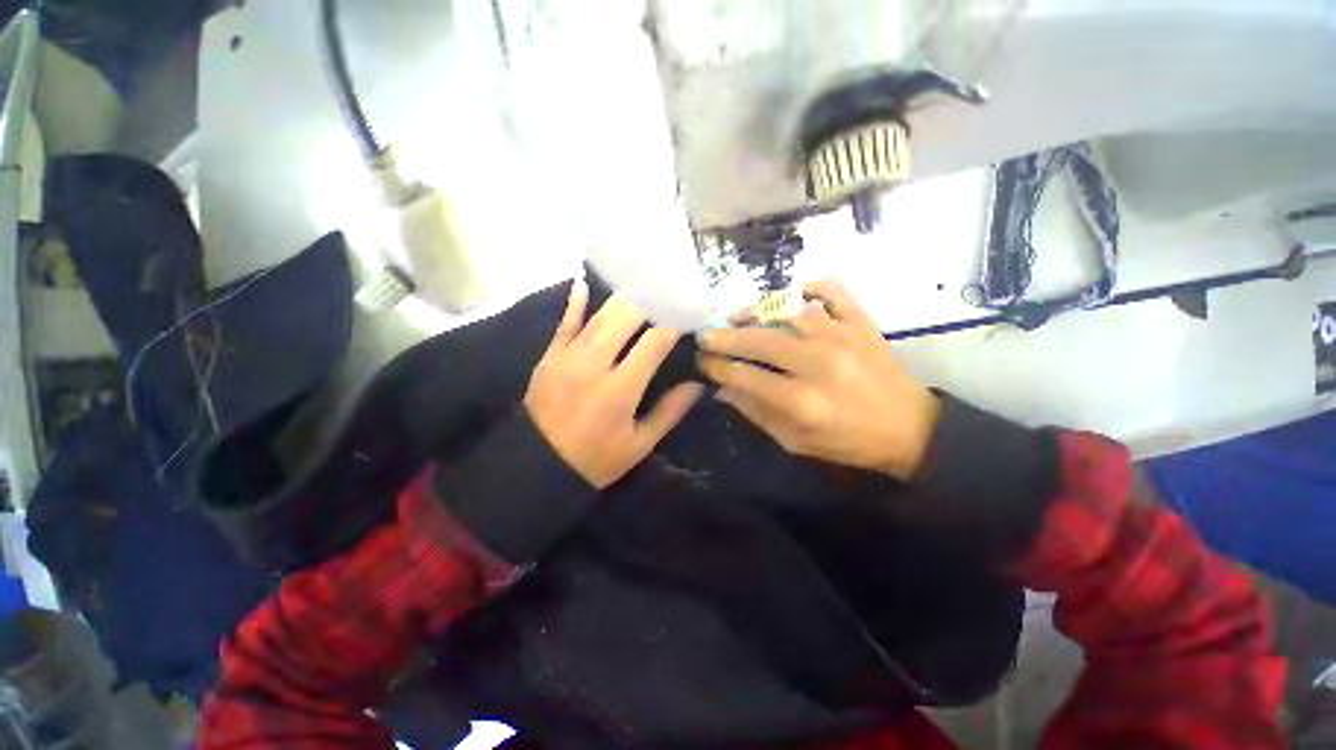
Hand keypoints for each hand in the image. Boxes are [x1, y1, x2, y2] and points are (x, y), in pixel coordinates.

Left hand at [524, 280, 703, 488]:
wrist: (537, 466)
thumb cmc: (595, 459)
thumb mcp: (638, 445)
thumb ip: (669, 413)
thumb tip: (697, 385)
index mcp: (620, 389)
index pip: (653, 343)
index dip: (672, 325)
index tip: (685, 316)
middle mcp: (594, 365)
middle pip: (625, 319)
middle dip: (648, 304)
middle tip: (665, 295)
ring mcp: (567, 357)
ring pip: (599, 317)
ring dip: (621, 300)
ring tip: (640, 285)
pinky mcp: (549, 357)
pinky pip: (564, 324)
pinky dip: (574, 303)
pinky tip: (583, 283)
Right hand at [698, 279, 939, 479]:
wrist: (909, 428)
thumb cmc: (849, 441)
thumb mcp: (796, 441)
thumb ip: (756, 413)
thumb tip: (723, 389)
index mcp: (802, 401)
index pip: (745, 375)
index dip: (717, 366)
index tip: (701, 361)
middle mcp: (819, 363)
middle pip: (759, 340)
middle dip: (724, 336)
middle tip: (705, 335)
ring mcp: (842, 336)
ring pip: (786, 311)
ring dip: (754, 311)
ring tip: (735, 316)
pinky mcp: (861, 322)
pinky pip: (830, 290)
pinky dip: (808, 286)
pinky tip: (791, 295)